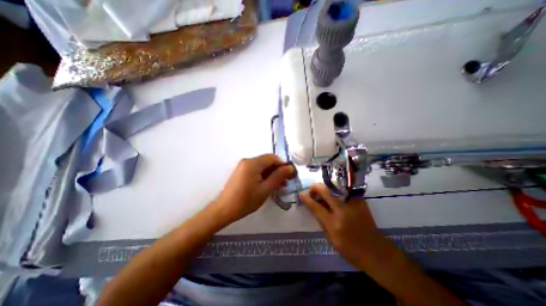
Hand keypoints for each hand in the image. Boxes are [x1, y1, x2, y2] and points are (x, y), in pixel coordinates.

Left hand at [210, 154, 294, 223]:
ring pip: (262, 166)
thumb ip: (278, 177)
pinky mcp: (241, 171)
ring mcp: (243, 166)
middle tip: (286, 182)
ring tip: (280, 186)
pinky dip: (264, 176)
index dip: (283, 164)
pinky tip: (269, 185)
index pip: (272, 158)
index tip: (290, 174)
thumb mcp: (265, 189)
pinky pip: (256, 170)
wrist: (224, 210)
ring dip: (272, 174)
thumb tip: (290, 167)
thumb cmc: (246, 201)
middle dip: (278, 170)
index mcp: (252, 164)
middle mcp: (247, 161)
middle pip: (267, 161)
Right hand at [301, 184, 394, 267]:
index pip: (316, 207)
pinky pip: (345, 192)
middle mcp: (343, 211)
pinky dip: (337, 192)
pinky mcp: (361, 202)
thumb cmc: (351, 250)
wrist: (377, 252)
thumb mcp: (331, 240)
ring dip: (326, 189)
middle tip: (312, 190)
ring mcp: (353, 205)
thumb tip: (314, 207)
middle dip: (316, 188)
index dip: (307, 199)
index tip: (301, 194)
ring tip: (322, 194)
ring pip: (335, 188)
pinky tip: (335, 195)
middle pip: (326, 192)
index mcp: (334, 224)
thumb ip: (322, 222)